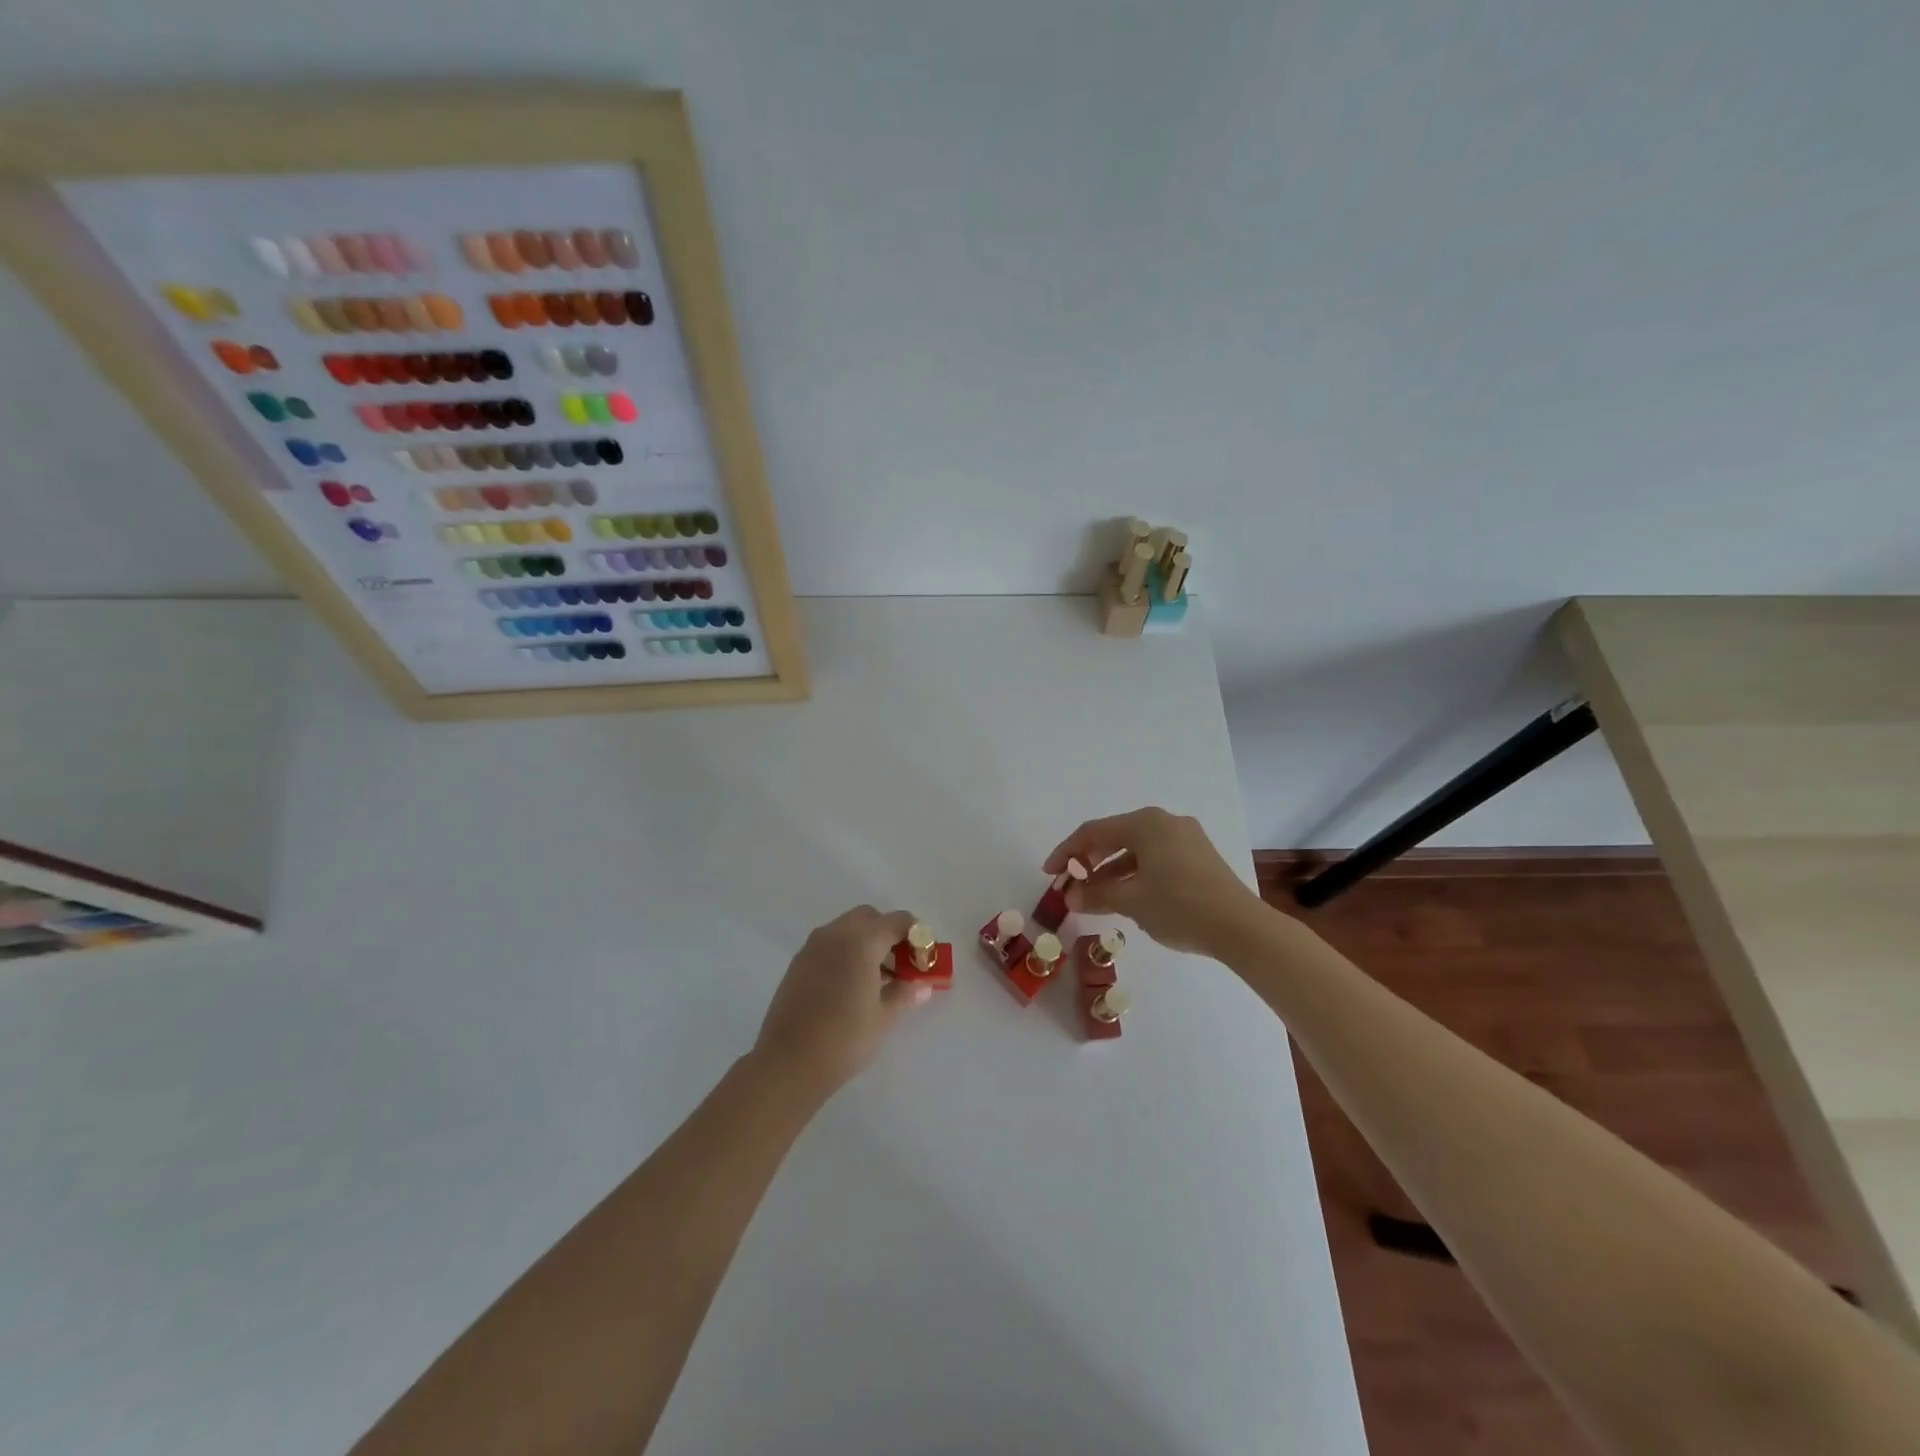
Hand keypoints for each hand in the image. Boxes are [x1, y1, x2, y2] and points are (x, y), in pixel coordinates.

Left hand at [753, 906, 931, 1097]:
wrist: (788, 1063)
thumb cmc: (844, 1038)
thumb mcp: (883, 1017)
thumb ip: (904, 994)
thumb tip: (923, 986)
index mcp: (861, 940)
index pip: (898, 921)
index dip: (916, 936)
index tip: (923, 959)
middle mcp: (835, 933)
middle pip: (870, 918)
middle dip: (889, 934)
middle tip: (900, 965)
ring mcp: (812, 947)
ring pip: (846, 929)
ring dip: (866, 942)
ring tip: (877, 979)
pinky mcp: (797, 963)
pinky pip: (829, 944)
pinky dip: (845, 952)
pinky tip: (850, 985)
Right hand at [1044, 807, 1267, 956]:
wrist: (1241, 928)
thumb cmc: (1179, 906)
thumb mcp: (1131, 901)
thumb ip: (1096, 895)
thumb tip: (1070, 897)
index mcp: (1146, 823)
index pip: (1094, 832)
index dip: (1066, 852)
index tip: (1050, 873)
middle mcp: (1165, 822)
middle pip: (1115, 837)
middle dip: (1089, 862)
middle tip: (1071, 884)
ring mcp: (1185, 838)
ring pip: (1136, 850)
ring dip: (1111, 871)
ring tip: (1095, 897)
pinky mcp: (1199, 857)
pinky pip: (1155, 859)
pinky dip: (1135, 874)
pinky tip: (1127, 897)